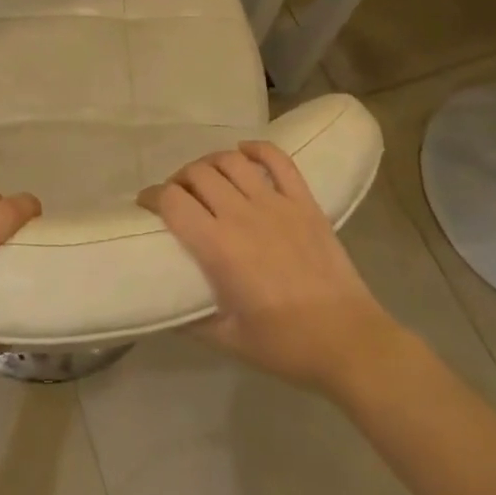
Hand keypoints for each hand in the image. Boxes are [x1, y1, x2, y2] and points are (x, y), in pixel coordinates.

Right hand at [141, 142, 405, 397]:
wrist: (348, 341)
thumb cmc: (285, 345)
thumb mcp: (227, 341)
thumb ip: (189, 321)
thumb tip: (161, 309)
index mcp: (218, 247)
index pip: (172, 201)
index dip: (152, 196)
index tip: (146, 204)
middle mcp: (242, 215)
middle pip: (197, 174)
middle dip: (178, 180)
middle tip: (177, 196)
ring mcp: (276, 204)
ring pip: (231, 161)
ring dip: (210, 163)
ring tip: (206, 177)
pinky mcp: (304, 202)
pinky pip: (278, 160)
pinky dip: (257, 149)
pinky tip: (244, 152)